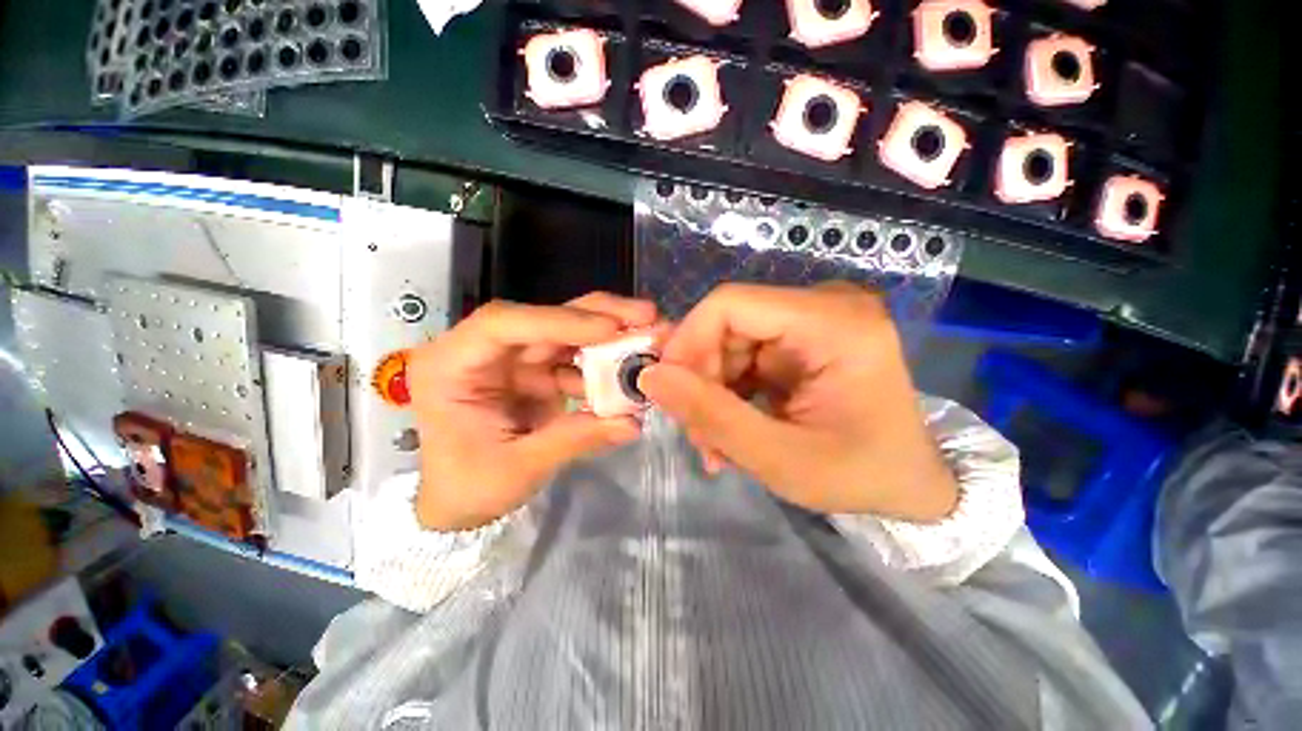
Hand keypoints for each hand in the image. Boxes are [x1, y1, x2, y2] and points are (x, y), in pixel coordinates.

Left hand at [408, 293, 656, 530]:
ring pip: (565, 334)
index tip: (610, 329)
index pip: (503, 324)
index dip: (559, 321)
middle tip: (647, 315)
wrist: (460, 503)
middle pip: (543, 319)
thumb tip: (632, 424)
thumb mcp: (518, 468)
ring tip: (651, 340)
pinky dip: (604, 367)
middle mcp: (483, 352)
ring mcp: (513, 360)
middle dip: (597, 315)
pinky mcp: (536, 373)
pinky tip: (630, 376)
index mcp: (451, 366)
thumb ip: (573, 440)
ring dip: (609, 337)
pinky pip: (575, 361)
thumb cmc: (469, 487)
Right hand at [639, 283, 957, 520]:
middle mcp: (827, 306)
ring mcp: (816, 320)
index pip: (731, 304)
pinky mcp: (804, 339)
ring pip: (731, 341)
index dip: (687, 341)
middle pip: (729, 323)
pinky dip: (729, 391)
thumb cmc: (860, 476)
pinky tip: (731, 427)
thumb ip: (711, 416)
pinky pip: (745, 354)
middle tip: (696, 432)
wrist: (911, 484)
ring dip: (713, 390)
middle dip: (701, 377)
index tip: (668, 390)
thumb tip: (650, 377)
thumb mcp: (779, 458)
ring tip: (714, 442)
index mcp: (836, 324)